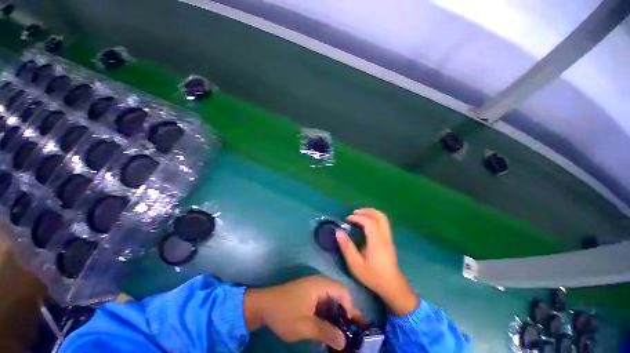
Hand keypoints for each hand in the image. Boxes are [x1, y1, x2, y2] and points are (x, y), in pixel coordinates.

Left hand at [244, 275, 355, 349]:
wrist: (263, 306)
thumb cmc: (284, 313)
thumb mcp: (304, 326)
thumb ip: (326, 332)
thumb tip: (344, 342)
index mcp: (320, 285)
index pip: (344, 292)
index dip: (350, 309)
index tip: (348, 328)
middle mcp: (319, 283)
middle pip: (339, 295)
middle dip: (344, 314)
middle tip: (346, 334)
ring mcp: (314, 287)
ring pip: (331, 299)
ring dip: (335, 315)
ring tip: (337, 334)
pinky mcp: (309, 293)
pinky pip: (323, 302)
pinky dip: (327, 314)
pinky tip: (325, 328)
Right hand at [336, 208, 417, 315]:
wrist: (392, 287)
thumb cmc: (373, 276)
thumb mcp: (355, 264)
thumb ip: (346, 247)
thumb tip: (338, 231)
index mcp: (377, 241)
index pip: (369, 222)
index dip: (357, 217)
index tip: (347, 219)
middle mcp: (385, 237)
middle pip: (379, 216)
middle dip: (366, 211)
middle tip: (354, 213)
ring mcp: (389, 238)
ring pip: (383, 218)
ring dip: (371, 213)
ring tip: (359, 215)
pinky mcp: (389, 240)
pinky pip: (383, 223)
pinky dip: (374, 218)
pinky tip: (366, 224)